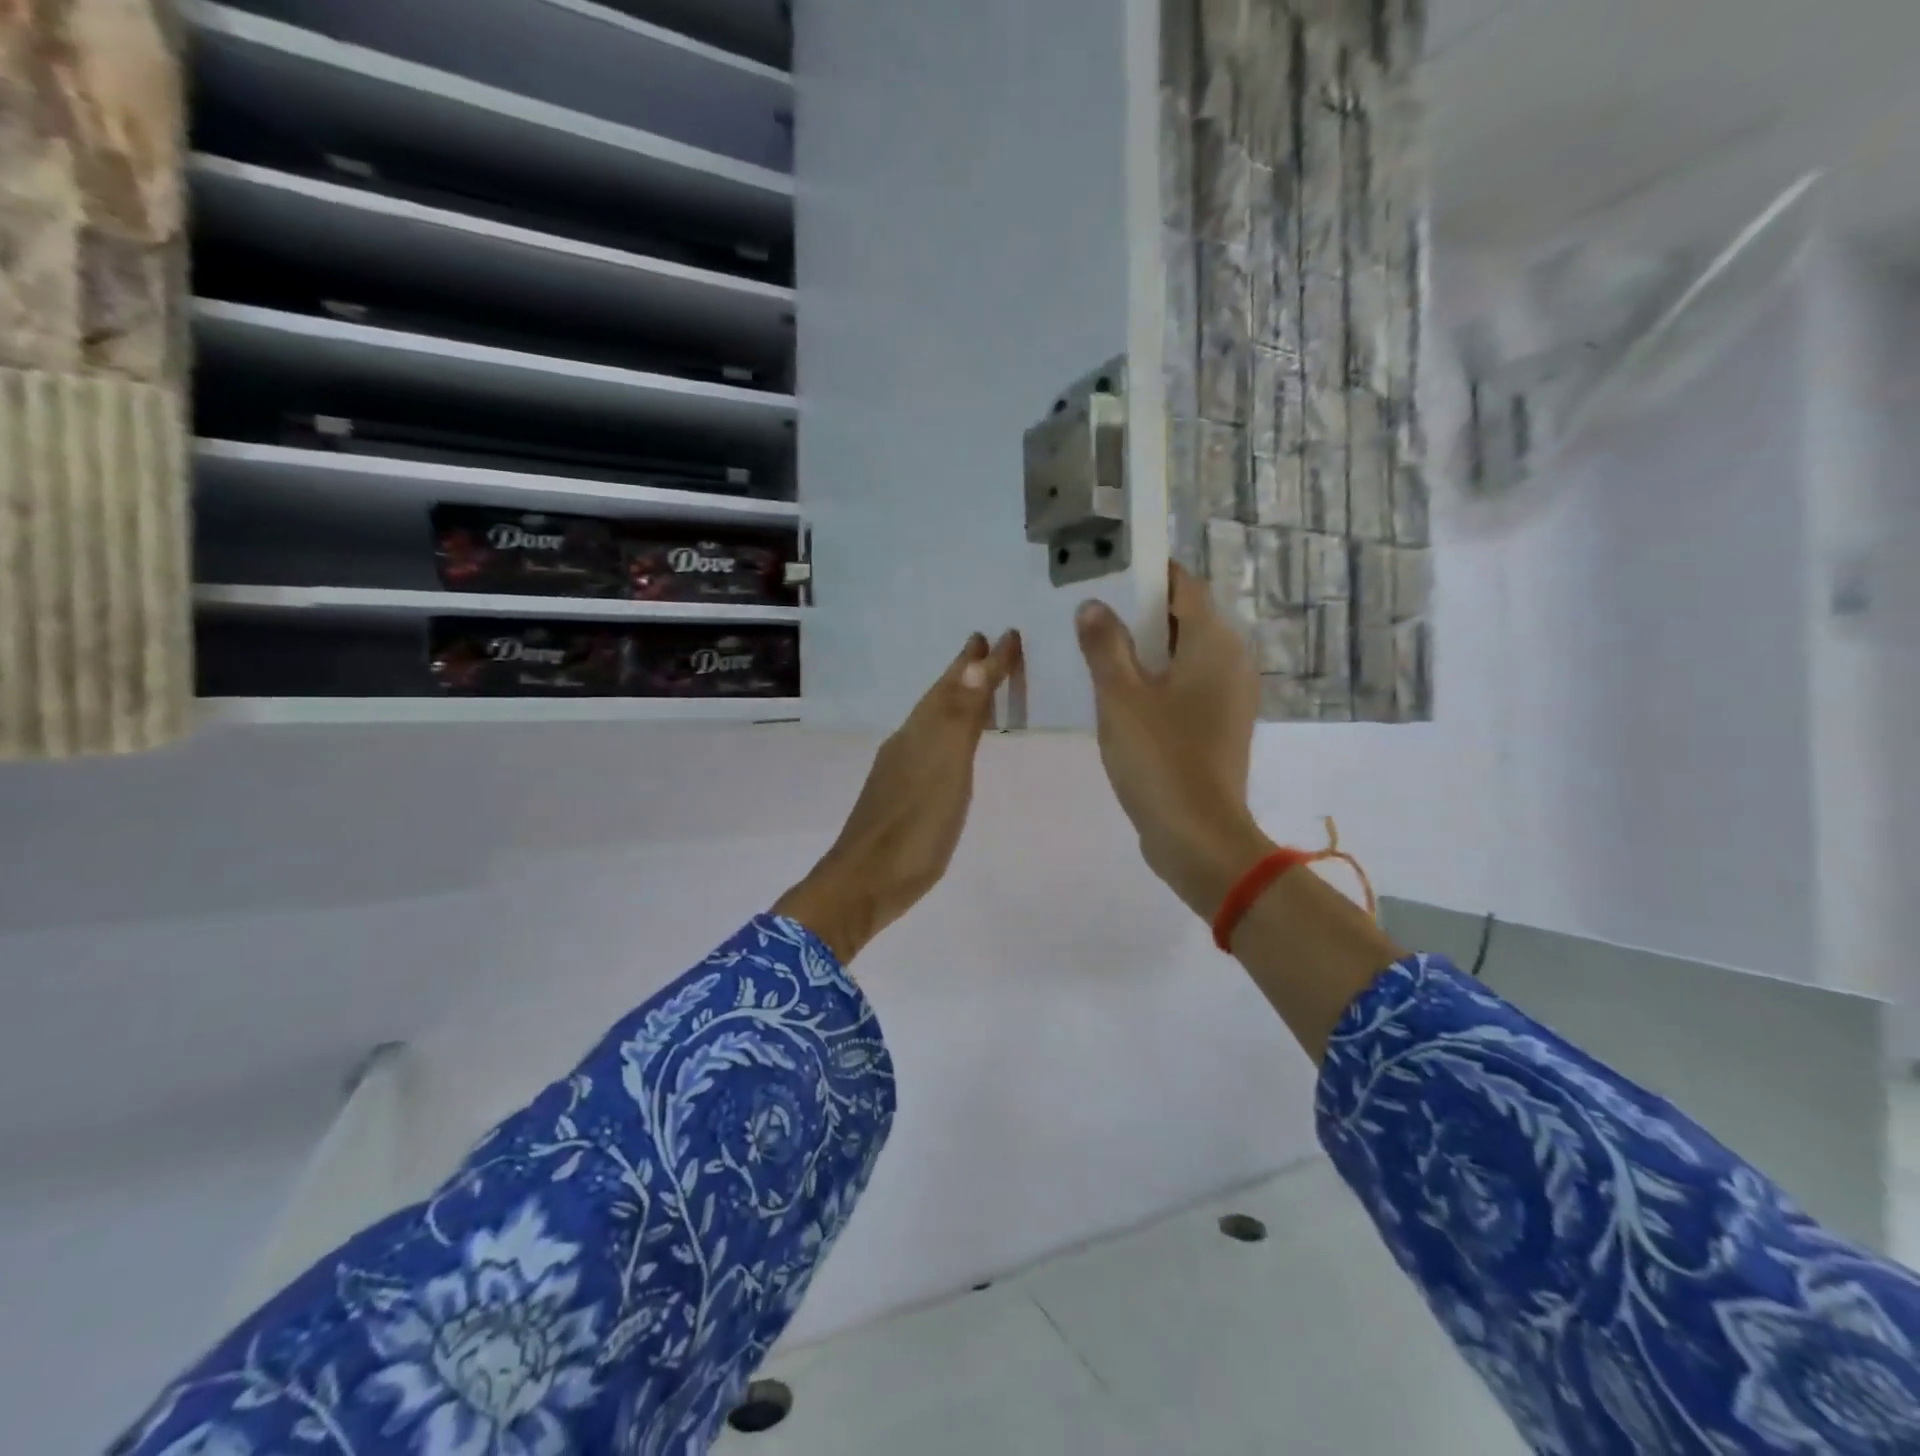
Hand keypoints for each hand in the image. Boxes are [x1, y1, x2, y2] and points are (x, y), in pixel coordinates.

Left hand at [773, 630, 1022, 962]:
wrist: (864, 883)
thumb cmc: (914, 828)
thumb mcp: (945, 770)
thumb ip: (960, 719)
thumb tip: (976, 661)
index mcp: (922, 731)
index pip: (957, 684)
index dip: (984, 662)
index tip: (1008, 633)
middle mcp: (909, 741)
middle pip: (939, 696)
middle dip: (964, 670)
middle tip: (985, 644)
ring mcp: (901, 768)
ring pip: (933, 719)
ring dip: (956, 698)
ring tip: (976, 685)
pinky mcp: (901, 793)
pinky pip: (931, 744)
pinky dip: (948, 730)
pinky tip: (952, 744)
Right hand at [1075, 564, 1272, 917]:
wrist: (1198, 835)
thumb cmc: (1159, 757)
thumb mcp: (1120, 696)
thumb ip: (1104, 644)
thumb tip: (1093, 605)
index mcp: (1213, 642)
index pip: (1183, 585)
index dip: (1147, 573)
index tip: (1107, 570)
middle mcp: (1231, 660)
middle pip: (1184, 618)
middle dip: (1140, 611)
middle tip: (1091, 609)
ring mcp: (1229, 695)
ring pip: (1184, 654)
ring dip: (1145, 647)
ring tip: (1097, 647)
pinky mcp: (1219, 725)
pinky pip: (1187, 685)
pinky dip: (1158, 679)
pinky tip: (1120, 692)